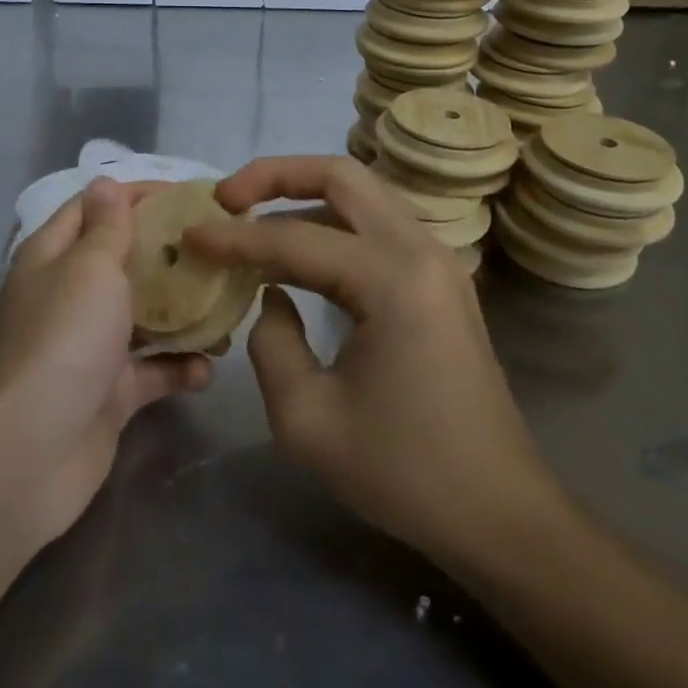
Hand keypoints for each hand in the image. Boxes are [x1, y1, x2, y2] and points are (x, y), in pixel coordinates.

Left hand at [0, 177, 212, 543]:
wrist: (30, 452)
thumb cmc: (64, 340)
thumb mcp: (89, 269)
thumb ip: (107, 227)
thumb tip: (104, 183)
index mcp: (54, 257)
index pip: (95, 208)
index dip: (138, 195)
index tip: (192, 196)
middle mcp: (69, 296)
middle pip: (125, 261)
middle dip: (170, 253)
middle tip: (222, 248)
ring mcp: (90, 347)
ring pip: (144, 316)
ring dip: (183, 313)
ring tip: (230, 306)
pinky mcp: (109, 393)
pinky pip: (152, 371)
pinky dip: (179, 369)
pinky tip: (208, 370)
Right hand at [186, 156, 563, 568]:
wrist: (498, 512)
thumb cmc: (403, 473)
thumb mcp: (306, 419)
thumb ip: (271, 343)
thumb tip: (271, 296)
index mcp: (393, 281)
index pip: (294, 239)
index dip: (234, 238)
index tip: (189, 235)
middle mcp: (421, 252)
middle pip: (341, 176)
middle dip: (275, 175)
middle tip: (226, 198)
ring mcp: (438, 262)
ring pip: (362, 194)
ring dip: (304, 194)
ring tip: (251, 216)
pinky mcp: (440, 280)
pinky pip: (377, 225)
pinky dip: (331, 222)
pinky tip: (297, 251)